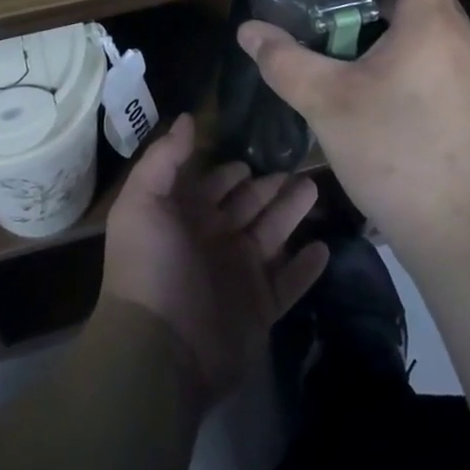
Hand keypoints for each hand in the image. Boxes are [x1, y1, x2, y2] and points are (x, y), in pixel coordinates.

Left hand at [101, 113, 328, 410]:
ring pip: (274, 235)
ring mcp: (239, 276)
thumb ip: (165, 157)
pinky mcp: (260, 309)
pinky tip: (326, 248)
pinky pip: (289, 283)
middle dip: (270, 186)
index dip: (232, 170)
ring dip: (293, 213)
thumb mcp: (143, 201)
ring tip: (316, 189)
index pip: (215, 184)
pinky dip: (306, 268)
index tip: (256, 151)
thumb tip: (187, 117)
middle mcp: (215, 240)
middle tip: (299, 165)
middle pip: (249, 205)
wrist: (160, 352)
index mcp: (187, 216)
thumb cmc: (150, 267)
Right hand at [238, 0, 469, 261]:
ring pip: (430, 32)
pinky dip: (412, 66)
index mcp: (431, 20)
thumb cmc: (398, 154)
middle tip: (332, 18)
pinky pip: (441, 64)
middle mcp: (462, 37)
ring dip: (392, 36)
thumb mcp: (328, 105)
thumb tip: (248, 29)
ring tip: (351, 58)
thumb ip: (285, 62)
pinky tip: (383, 103)